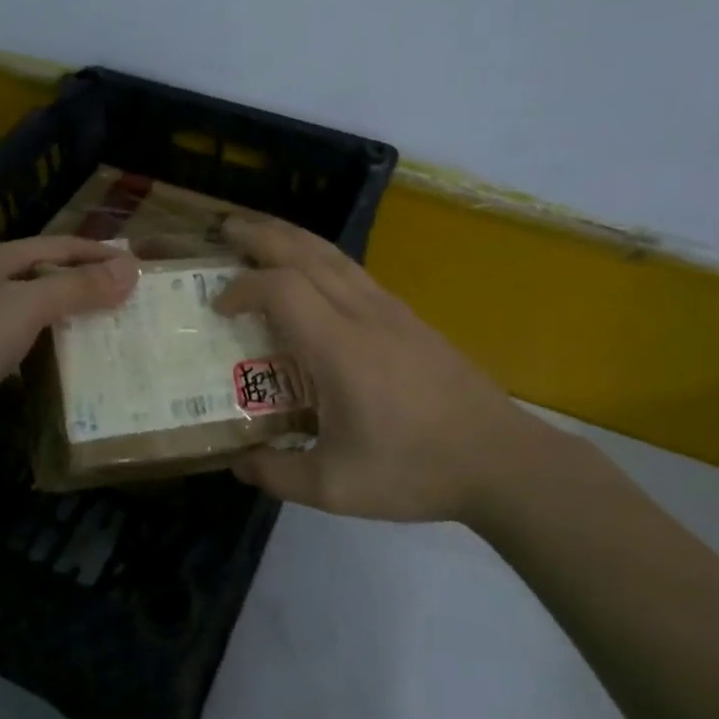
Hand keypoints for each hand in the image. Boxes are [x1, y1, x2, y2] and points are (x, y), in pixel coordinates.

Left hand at [0, 236, 136, 442]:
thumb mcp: (28, 307)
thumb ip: (78, 287)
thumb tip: (130, 269)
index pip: (60, 245)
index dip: (99, 253)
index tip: (135, 266)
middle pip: (45, 272)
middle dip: (84, 282)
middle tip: (124, 298)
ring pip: (30, 304)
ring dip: (65, 312)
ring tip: (101, 326)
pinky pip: (17, 333)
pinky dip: (43, 338)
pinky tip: (59, 355)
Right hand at [214, 216, 566, 525]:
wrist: (500, 459)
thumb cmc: (414, 470)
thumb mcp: (335, 488)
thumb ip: (278, 473)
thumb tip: (238, 462)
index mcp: (339, 347)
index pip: (281, 289)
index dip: (242, 288)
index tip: (218, 307)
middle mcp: (362, 314)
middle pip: (305, 252)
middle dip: (260, 236)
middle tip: (225, 230)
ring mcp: (390, 310)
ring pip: (333, 254)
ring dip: (291, 237)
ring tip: (260, 234)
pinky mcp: (408, 317)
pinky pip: (353, 270)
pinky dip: (320, 256)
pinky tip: (312, 271)